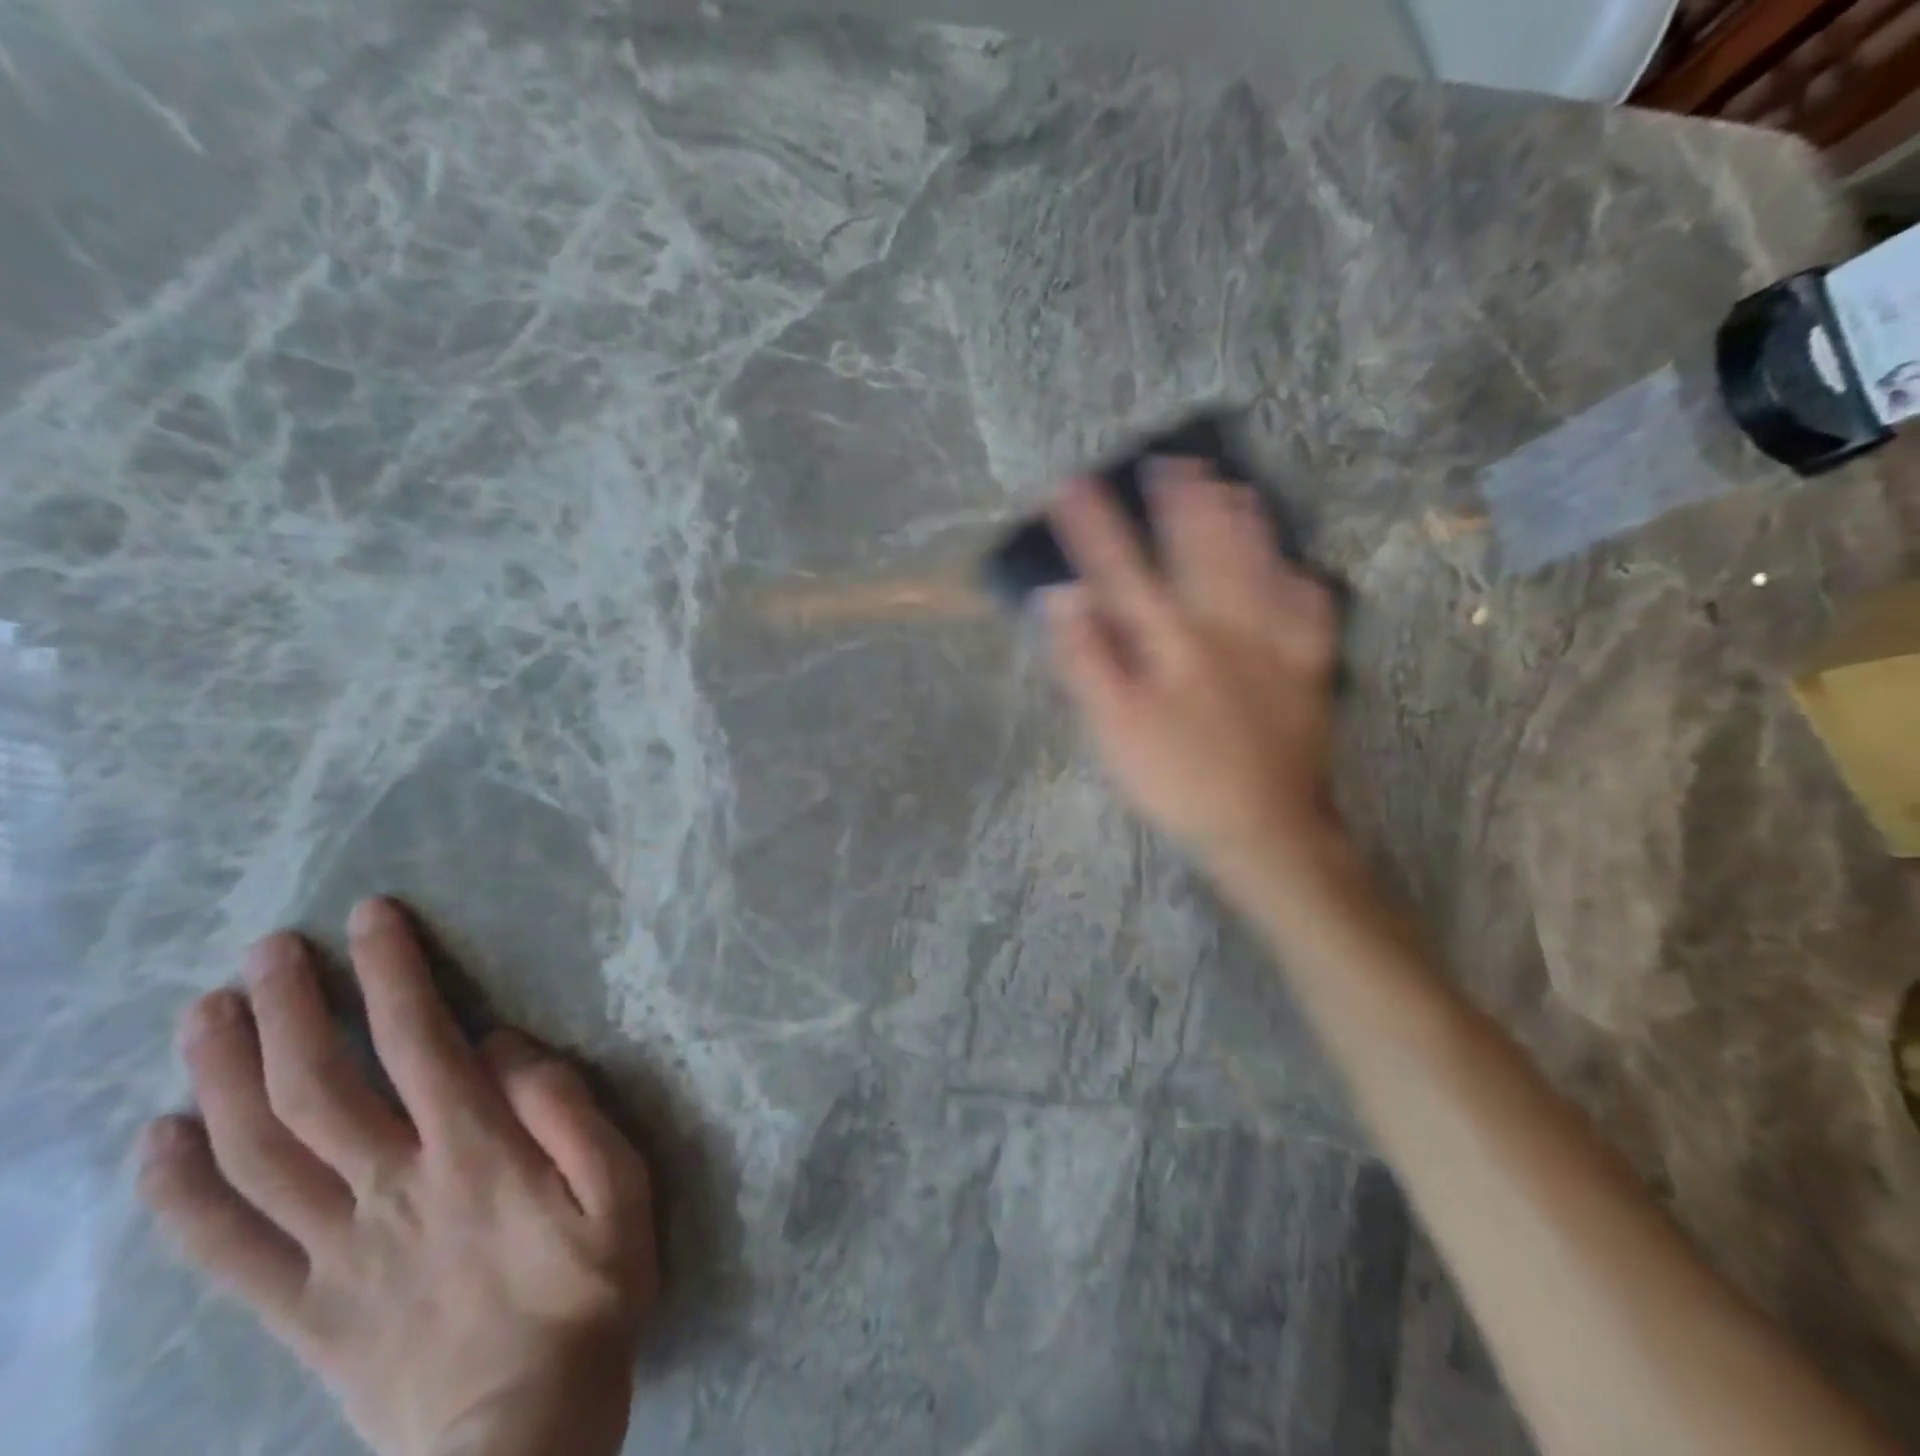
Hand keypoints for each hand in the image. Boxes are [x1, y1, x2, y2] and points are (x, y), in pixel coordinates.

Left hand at [137, 898, 657, 1455]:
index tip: (371, 918)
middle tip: (266, 951)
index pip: (420, 1042)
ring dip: (223, 1076)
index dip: (393, 972)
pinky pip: (221, 1251)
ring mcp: (334, 1255)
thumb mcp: (623, 1191)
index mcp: (476, 1156)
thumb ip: (572, 1112)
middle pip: (319, 1088)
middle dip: (290, 1008)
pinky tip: (156, 1140)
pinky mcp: (301, 1313)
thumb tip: (508, 1046)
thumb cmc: (590, 1295)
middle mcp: (392, 1191)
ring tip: (205, 1012)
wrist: (522, 1441)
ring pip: (256, 1155)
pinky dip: (178, 1193)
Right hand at [1043, 459, 1342, 875]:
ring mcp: (1274, 644)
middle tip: (1173, 460)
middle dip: (1182, 503)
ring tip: (1234, 485)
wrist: (1262, 827)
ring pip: (1259, 568)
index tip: (1070, 484)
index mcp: (1171, 641)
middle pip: (1201, 551)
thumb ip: (1087, 659)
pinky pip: (1311, 612)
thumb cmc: (1177, 780)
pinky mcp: (1308, 669)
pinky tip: (1301, 566)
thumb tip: (1062, 597)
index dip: (1093, 527)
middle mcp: (1225, 627)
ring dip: (1244, 523)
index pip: (1122, 570)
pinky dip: (1304, 583)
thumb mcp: (1114, 728)